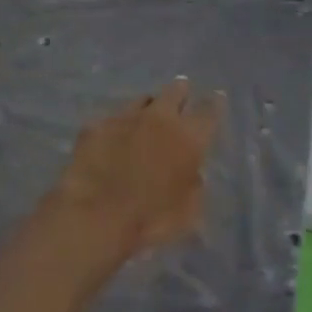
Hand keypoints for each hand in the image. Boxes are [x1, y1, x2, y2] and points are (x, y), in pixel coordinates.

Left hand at [54, 78, 219, 258]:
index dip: (215, 103)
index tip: (217, 97)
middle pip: (175, 91)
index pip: (209, 111)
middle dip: (180, 91)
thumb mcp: (187, 213)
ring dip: (148, 107)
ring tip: (146, 117)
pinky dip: (118, 127)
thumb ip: (193, 186)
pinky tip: (113, 139)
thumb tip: (192, 174)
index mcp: (188, 138)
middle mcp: (160, 118)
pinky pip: (113, 119)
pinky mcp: (97, 124)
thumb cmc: (149, 220)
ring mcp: (126, 117)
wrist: (95, 215)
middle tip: (181, 93)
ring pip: (143, 100)